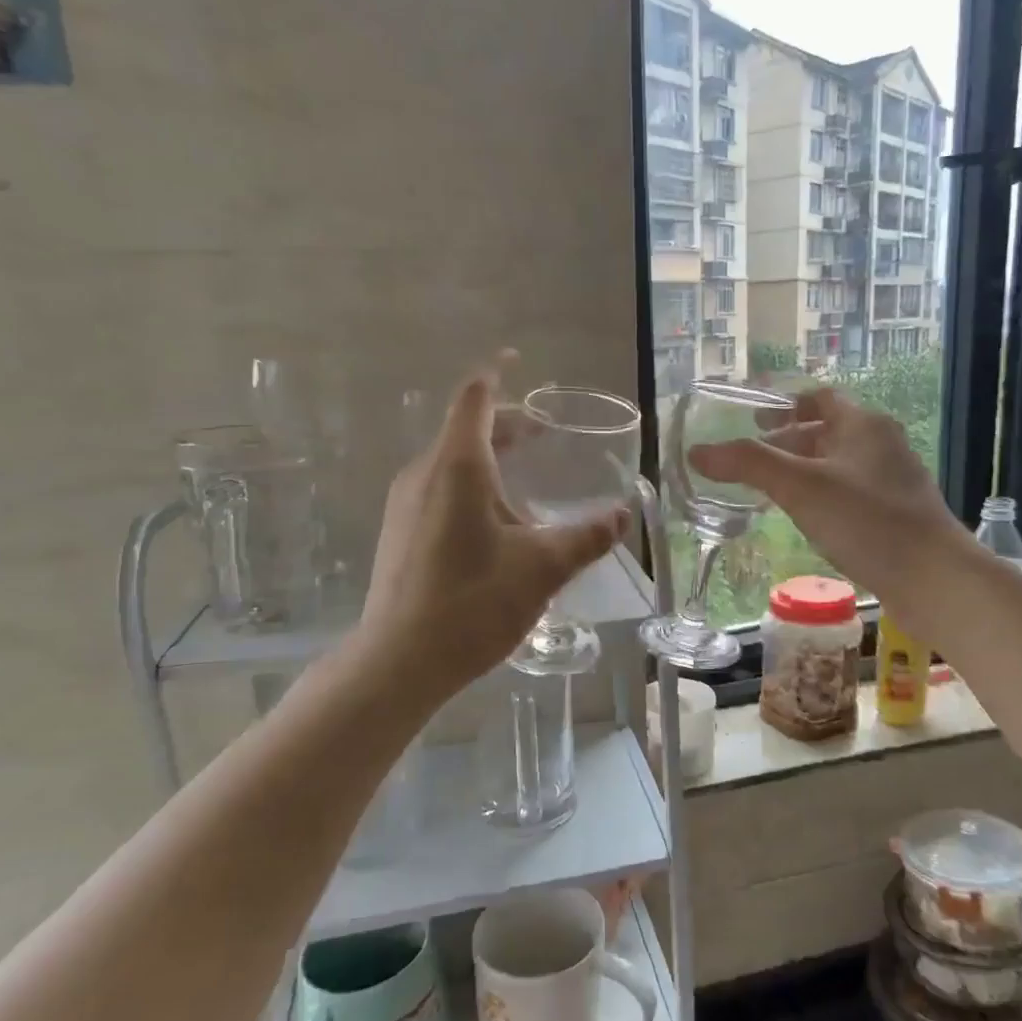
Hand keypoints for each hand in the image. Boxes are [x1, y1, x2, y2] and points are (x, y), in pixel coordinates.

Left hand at [361, 361, 627, 694]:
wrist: (400, 661)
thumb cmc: (473, 603)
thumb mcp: (543, 567)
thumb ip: (587, 537)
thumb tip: (622, 515)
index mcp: (457, 466)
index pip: (475, 398)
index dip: (496, 373)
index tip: (516, 360)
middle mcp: (425, 474)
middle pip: (466, 429)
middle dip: (507, 425)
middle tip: (545, 433)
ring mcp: (406, 504)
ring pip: (452, 462)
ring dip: (490, 459)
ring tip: (528, 481)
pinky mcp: (401, 533)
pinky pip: (441, 489)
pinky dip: (473, 485)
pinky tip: (498, 524)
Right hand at [689, 388, 965, 614]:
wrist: (934, 579)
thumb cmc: (867, 521)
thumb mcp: (800, 487)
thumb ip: (748, 465)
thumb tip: (698, 452)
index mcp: (864, 424)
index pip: (821, 398)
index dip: (785, 404)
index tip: (754, 419)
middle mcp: (882, 444)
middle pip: (828, 431)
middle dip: (788, 442)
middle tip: (752, 461)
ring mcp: (892, 481)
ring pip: (838, 464)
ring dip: (804, 471)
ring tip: (770, 491)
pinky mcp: (896, 515)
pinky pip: (850, 493)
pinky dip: (822, 496)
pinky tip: (806, 520)